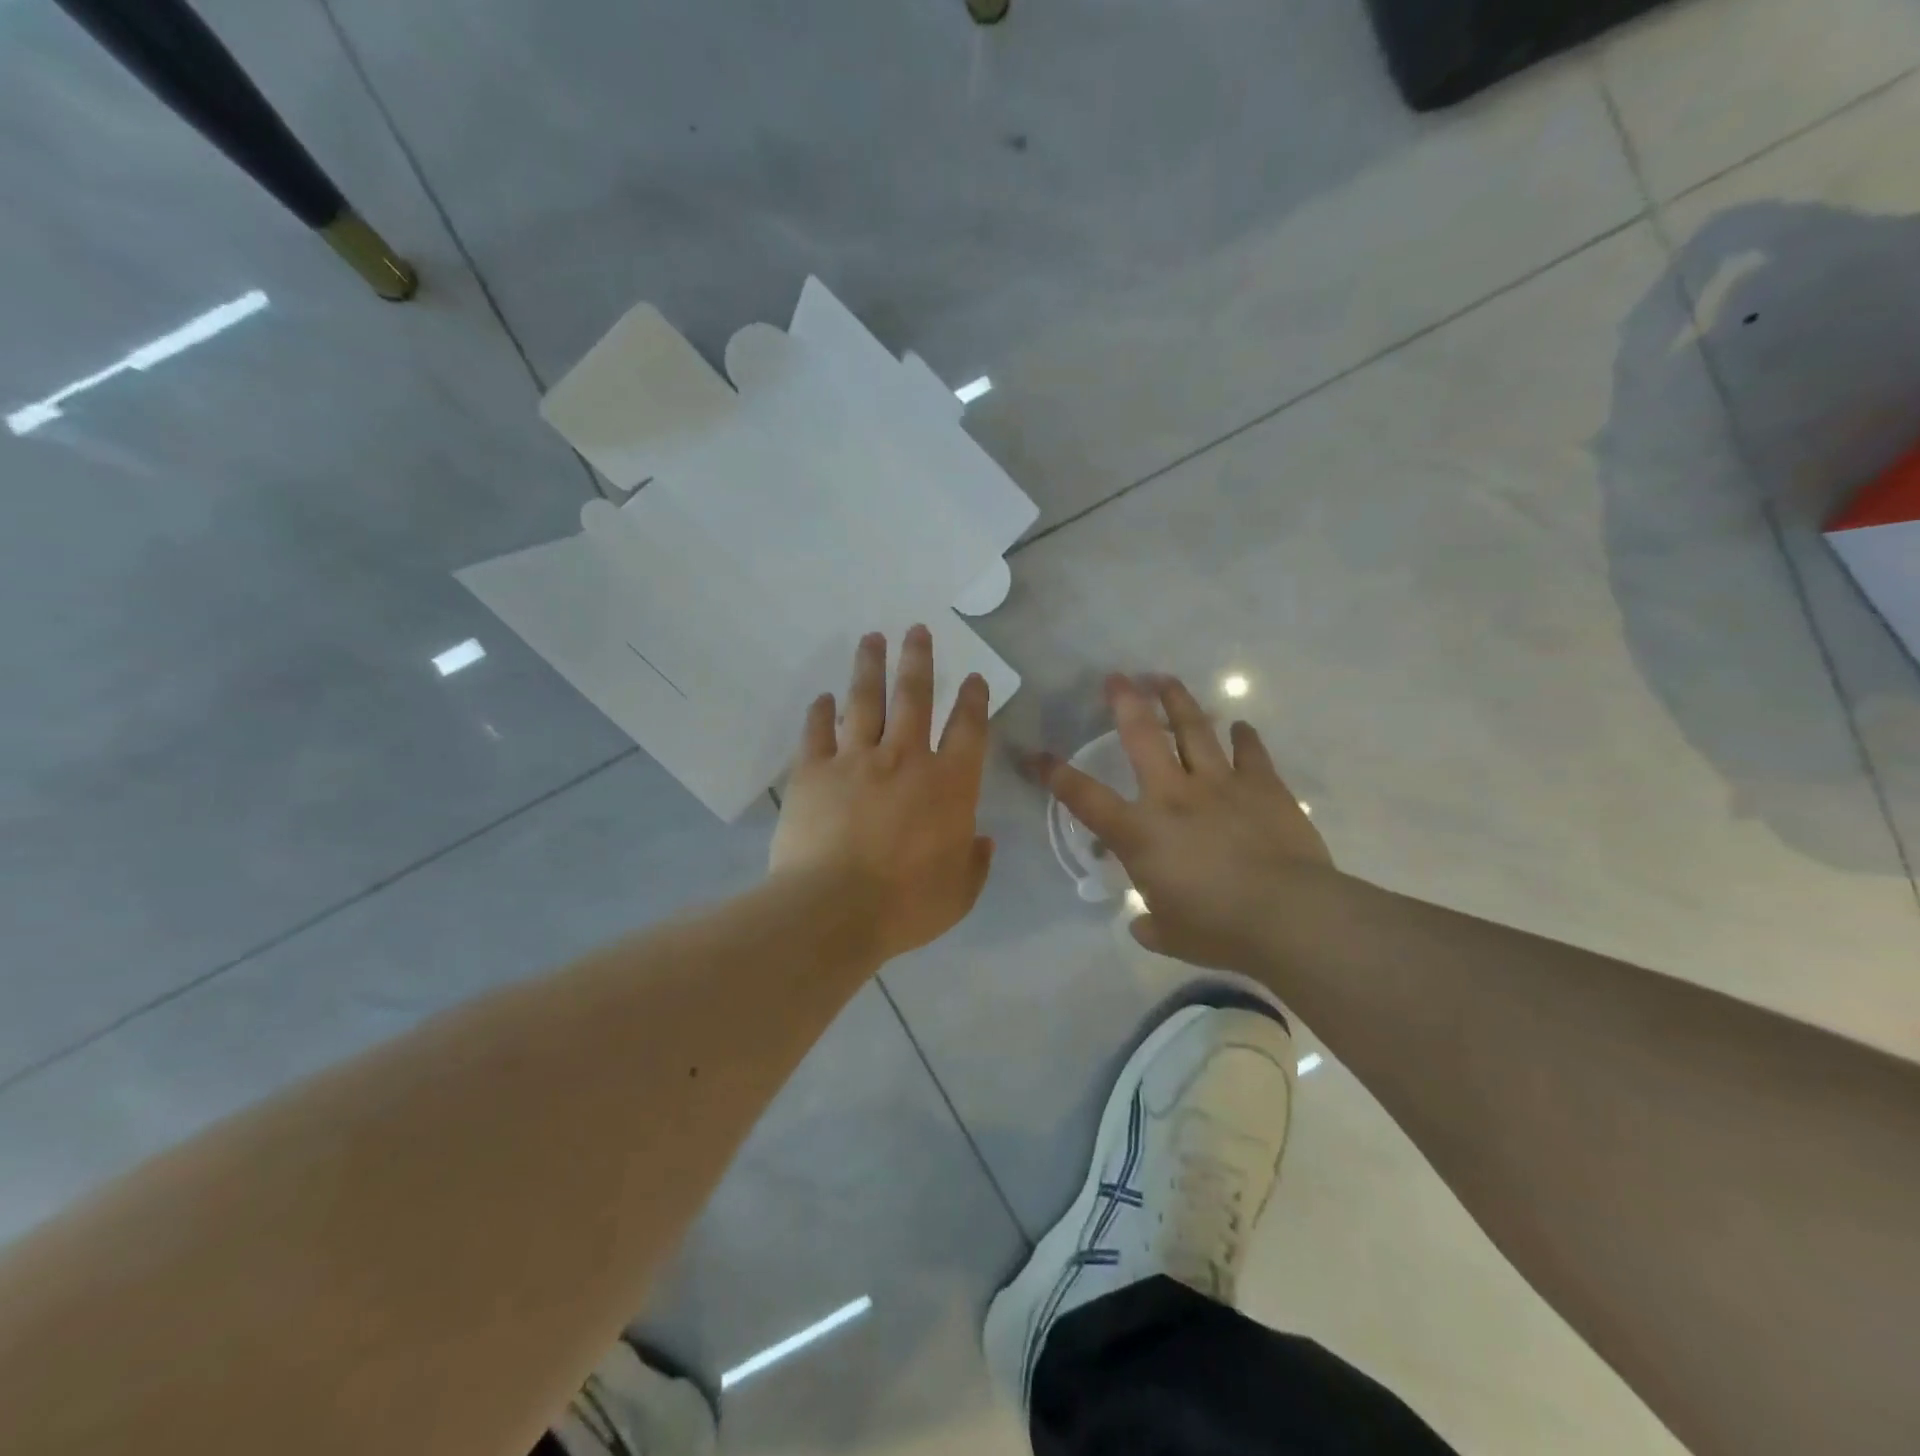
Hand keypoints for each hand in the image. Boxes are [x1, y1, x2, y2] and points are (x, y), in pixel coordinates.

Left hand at [771, 627, 994, 963]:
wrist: (833, 910)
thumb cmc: (905, 906)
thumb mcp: (959, 894)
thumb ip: (975, 863)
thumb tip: (983, 841)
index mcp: (949, 784)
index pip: (968, 729)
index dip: (974, 700)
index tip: (974, 677)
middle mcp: (905, 758)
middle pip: (914, 696)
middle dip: (918, 659)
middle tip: (917, 629)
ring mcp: (855, 760)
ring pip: (865, 701)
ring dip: (870, 667)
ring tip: (871, 638)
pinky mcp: (813, 772)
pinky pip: (817, 732)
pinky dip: (820, 712)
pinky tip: (823, 697)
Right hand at [1043, 674, 1332, 971]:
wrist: (1290, 916)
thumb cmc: (1219, 929)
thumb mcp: (1170, 935)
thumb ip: (1150, 924)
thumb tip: (1142, 925)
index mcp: (1140, 832)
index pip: (1084, 797)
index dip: (1053, 774)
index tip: (1034, 755)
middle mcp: (1174, 796)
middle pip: (1142, 736)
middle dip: (1124, 702)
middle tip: (1116, 678)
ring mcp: (1221, 785)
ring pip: (1194, 729)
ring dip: (1178, 701)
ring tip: (1166, 679)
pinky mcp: (1264, 787)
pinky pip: (1250, 753)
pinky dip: (1244, 737)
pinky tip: (1239, 726)